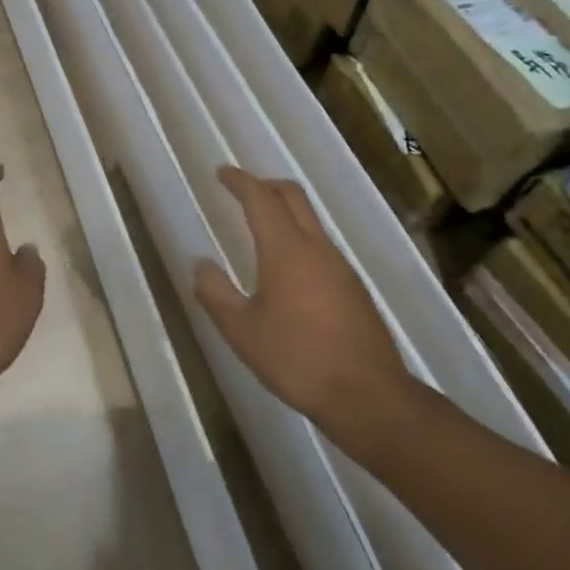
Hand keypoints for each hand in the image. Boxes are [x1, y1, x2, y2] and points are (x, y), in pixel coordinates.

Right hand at [193, 167, 413, 434]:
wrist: (369, 397)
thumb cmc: (298, 360)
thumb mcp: (243, 332)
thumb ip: (216, 294)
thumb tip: (200, 264)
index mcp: (286, 249)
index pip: (261, 198)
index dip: (240, 181)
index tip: (222, 172)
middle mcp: (316, 247)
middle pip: (292, 196)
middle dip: (265, 185)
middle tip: (242, 189)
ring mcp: (340, 265)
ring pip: (310, 219)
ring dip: (285, 209)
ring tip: (262, 224)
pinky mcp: (354, 287)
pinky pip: (321, 244)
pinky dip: (299, 235)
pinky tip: (289, 266)